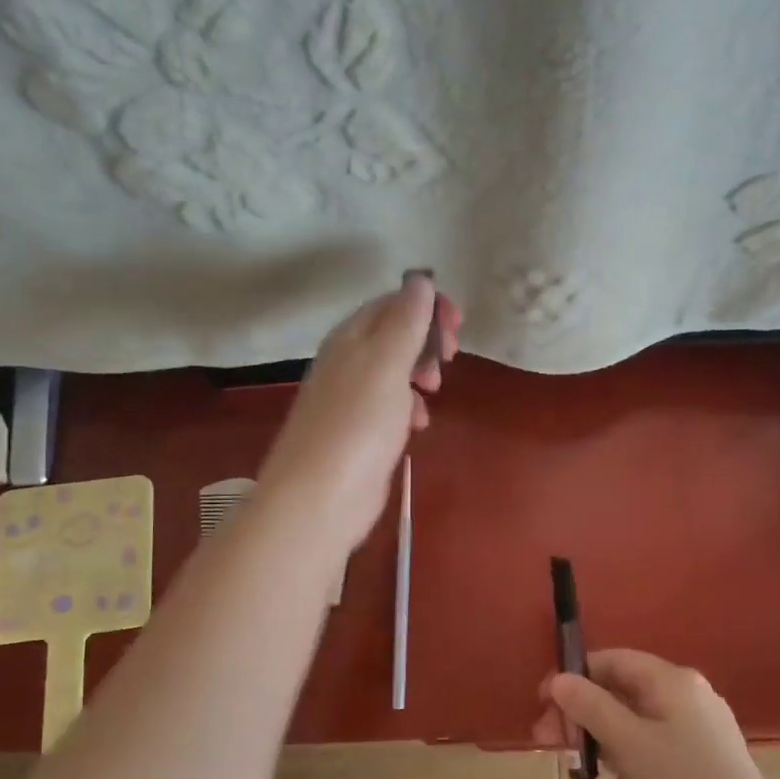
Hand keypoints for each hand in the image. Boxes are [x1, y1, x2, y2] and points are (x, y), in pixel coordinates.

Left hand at [258, 273, 462, 554]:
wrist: (320, 498)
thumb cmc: (357, 424)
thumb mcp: (386, 363)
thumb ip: (405, 321)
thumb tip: (420, 280)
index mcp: (349, 339)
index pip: (390, 303)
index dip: (427, 305)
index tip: (459, 324)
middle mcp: (346, 364)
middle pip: (392, 336)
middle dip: (426, 342)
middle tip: (450, 359)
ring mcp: (350, 401)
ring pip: (393, 373)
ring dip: (419, 375)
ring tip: (433, 392)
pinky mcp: (358, 435)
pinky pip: (389, 408)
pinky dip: (408, 409)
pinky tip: (417, 426)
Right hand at [534, 650, 779, 778]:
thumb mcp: (628, 745)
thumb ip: (590, 707)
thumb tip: (559, 679)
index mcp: (673, 680)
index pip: (612, 660)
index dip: (573, 677)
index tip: (542, 705)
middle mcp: (689, 694)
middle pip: (622, 691)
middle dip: (583, 715)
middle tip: (551, 744)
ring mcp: (700, 727)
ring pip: (636, 721)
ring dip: (605, 740)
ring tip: (587, 773)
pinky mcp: (705, 759)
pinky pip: (655, 746)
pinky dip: (632, 759)